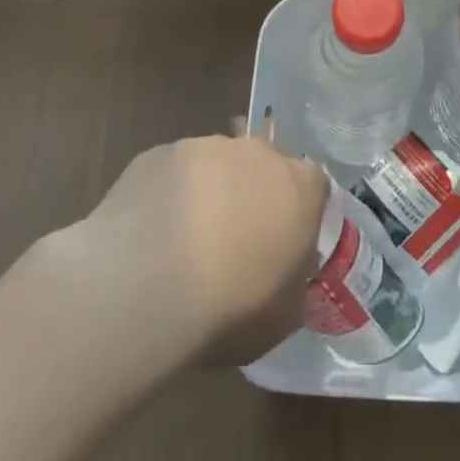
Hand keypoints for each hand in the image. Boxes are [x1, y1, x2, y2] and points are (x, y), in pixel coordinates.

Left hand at [80, 134, 327, 367]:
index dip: (298, 212)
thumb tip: (288, 274)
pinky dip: (167, 196)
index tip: (283, 242)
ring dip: (208, 192)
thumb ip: (295, 280)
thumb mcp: (285, 314)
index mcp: (300, 186)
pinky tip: (150, 235)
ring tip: (183, 242)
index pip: (313, 185)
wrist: (146, 288)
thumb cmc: (231, 306)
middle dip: (251, 194)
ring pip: (214, 165)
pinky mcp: (157, 154)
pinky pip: (171, 173)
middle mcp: (257, 152)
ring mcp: (204, 147)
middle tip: (233, 240)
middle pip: (262, 166)